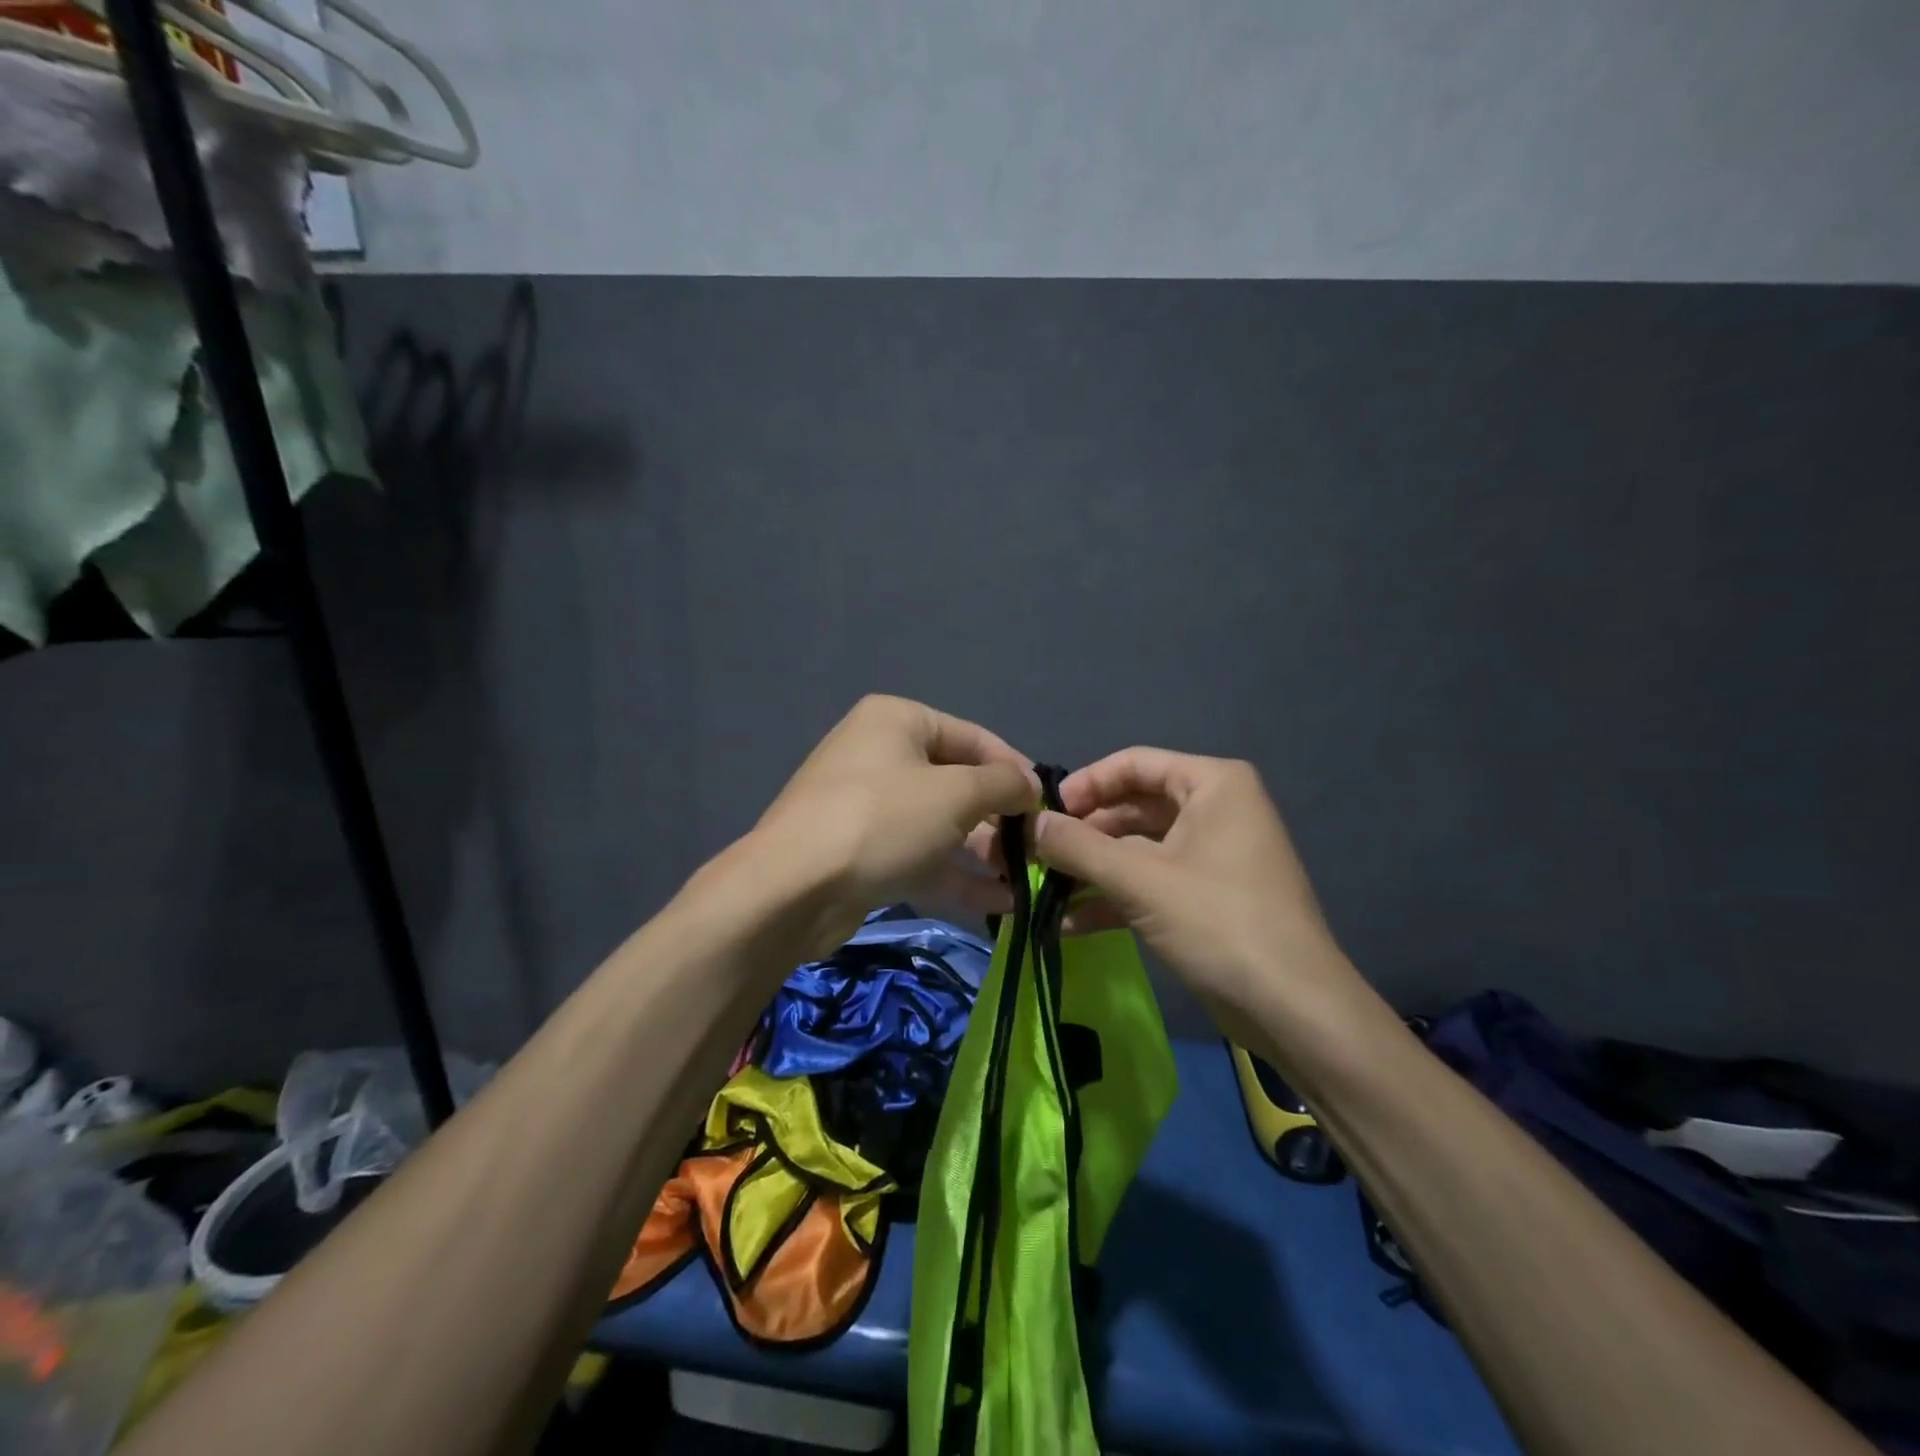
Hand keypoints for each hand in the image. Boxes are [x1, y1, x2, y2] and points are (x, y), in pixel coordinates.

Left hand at [750, 696, 1040, 954]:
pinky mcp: (863, 852)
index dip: (1015, 769)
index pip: (973, 737)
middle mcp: (881, 754)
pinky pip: (919, 855)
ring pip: (940, 823)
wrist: (792, 889)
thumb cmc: (882, 820)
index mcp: (898, 721)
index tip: (1048, 804)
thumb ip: (1003, 784)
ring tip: (1027, 878)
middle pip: (956, 781)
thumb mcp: (956, 794)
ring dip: (983, 850)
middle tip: (1038, 846)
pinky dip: (956, 875)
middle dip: (999, 816)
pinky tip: (1001, 902)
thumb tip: (1031, 785)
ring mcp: (869, 806)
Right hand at [1033, 748, 1366, 1042]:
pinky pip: (1151, 882)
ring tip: (1042, 889)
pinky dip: (1114, 898)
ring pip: (1138, 849)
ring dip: (1092, 869)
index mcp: (1212, 784)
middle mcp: (1215, 809)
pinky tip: (1068, 923)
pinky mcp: (1206, 897)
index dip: (1085, 784)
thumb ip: (1078, 847)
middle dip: (1084, 834)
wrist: (1293, 1010)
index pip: (1134, 764)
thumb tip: (1030, 824)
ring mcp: (1211, 856)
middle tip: (1036, 855)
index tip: (1043, 812)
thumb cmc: (1218, 922)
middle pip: (1133, 807)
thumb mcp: (1139, 880)